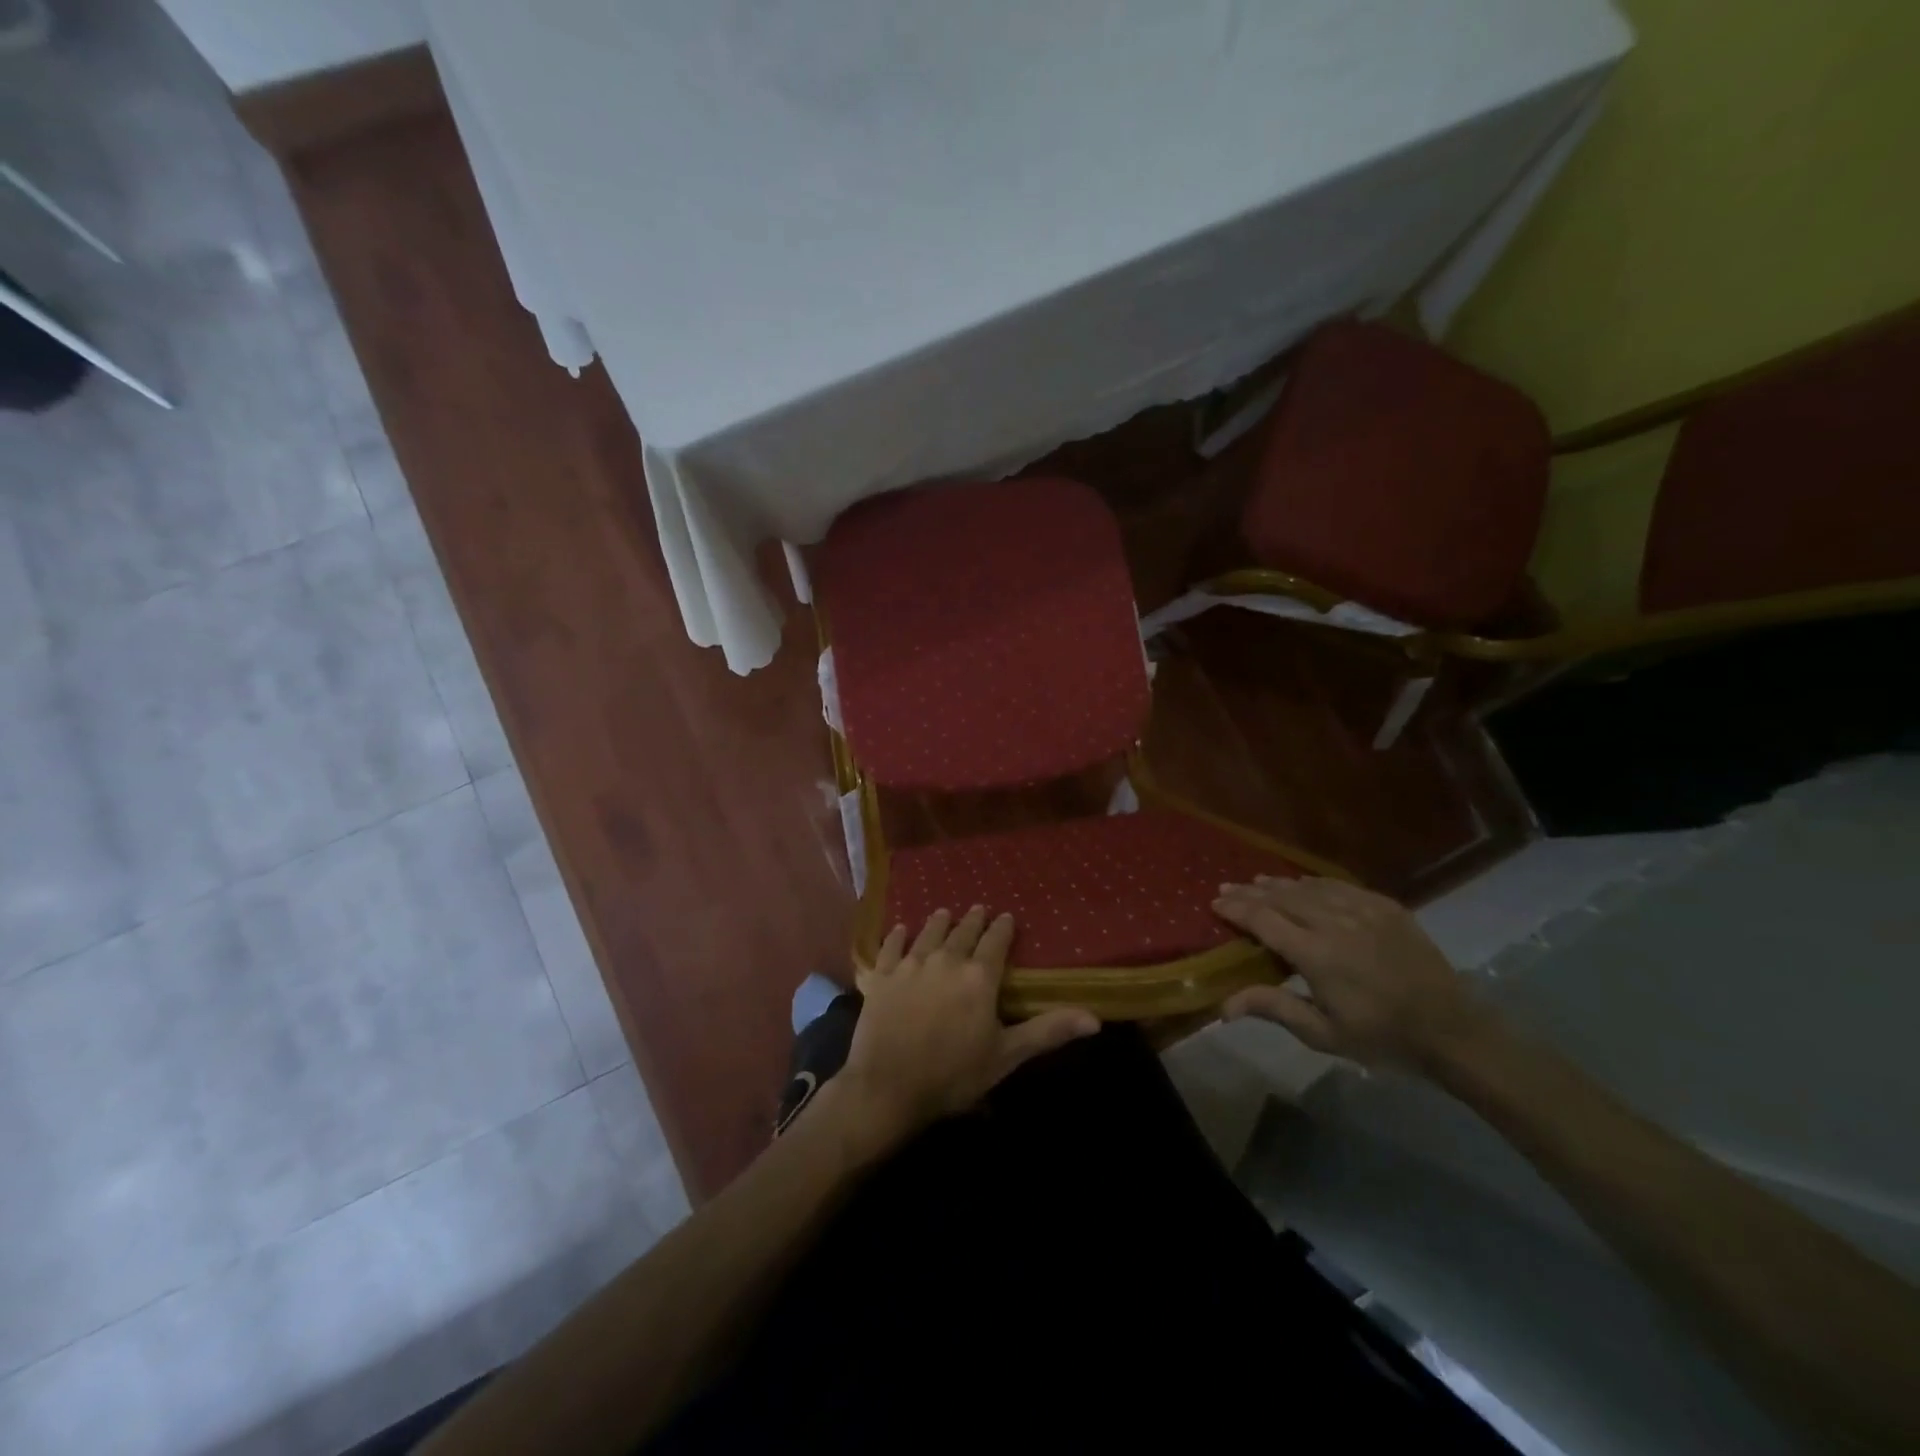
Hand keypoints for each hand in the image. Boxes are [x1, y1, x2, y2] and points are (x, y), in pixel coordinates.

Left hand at [841, 907, 1099, 1137]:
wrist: (888, 1087)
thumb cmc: (953, 1074)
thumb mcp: (1006, 1055)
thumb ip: (1048, 1031)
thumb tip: (1095, 1018)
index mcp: (978, 977)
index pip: (995, 942)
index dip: (1003, 928)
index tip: (1007, 916)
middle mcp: (945, 961)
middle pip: (962, 932)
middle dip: (973, 920)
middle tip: (979, 909)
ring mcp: (909, 966)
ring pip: (928, 934)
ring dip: (938, 922)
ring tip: (944, 912)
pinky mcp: (880, 977)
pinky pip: (890, 948)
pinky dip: (896, 937)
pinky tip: (899, 929)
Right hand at [1212, 876, 1491, 1072]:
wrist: (1452, 1031)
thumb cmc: (1381, 1038)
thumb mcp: (1323, 1034)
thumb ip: (1274, 1008)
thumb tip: (1223, 1006)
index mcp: (1316, 955)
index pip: (1263, 920)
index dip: (1236, 909)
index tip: (1215, 903)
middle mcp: (1334, 923)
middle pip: (1281, 897)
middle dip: (1250, 892)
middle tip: (1226, 888)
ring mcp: (1363, 910)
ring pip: (1309, 887)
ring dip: (1278, 883)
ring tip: (1256, 881)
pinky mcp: (1386, 906)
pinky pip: (1340, 885)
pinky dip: (1313, 882)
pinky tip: (1302, 883)